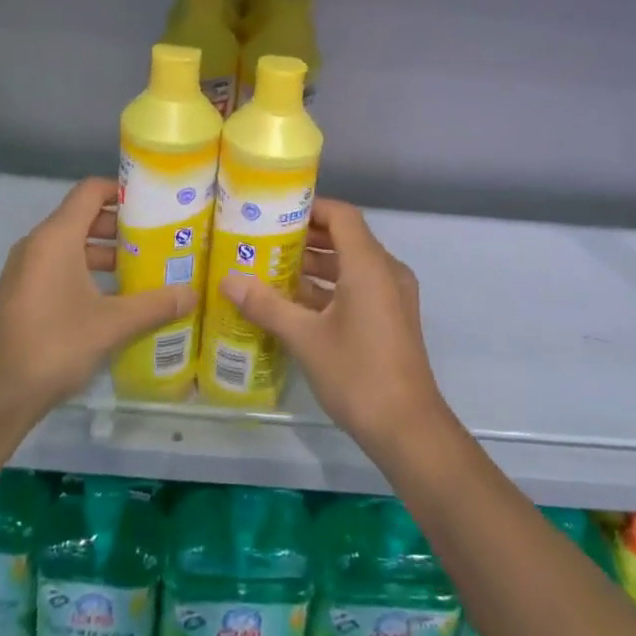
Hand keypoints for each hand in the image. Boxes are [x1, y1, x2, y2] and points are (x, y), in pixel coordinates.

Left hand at [0, 178, 191, 420]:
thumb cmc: (56, 344)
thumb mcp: (112, 323)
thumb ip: (155, 304)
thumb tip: (193, 294)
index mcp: (56, 237)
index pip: (90, 191)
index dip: (122, 190)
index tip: (154, 203)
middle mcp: (38, 244)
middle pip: (84, 217)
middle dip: (122, 226)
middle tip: (159, 238)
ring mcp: (27, 270)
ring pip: (73, 245)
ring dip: (108, 252)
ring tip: (145, 267)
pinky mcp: (24, 293)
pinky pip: (61, 266)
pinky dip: (89, 271)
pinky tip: (117, 296)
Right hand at [221, 200, 452, 456]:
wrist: (408, 428)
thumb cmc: (357, 374)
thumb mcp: (305, 338)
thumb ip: (266, 305)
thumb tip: (227, 281)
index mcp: (369, 265)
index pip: (341, 215)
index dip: (310, 207)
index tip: (275, 212)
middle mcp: (386, 271)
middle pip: (347, 238)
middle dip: (307, 238)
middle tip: (265, 240)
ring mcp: (393, 295)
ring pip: (353, 265)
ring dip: (317, 265)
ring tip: (273, 269)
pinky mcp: (393, 317)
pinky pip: (361, 287)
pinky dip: (332, 287)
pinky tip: (297, 304)